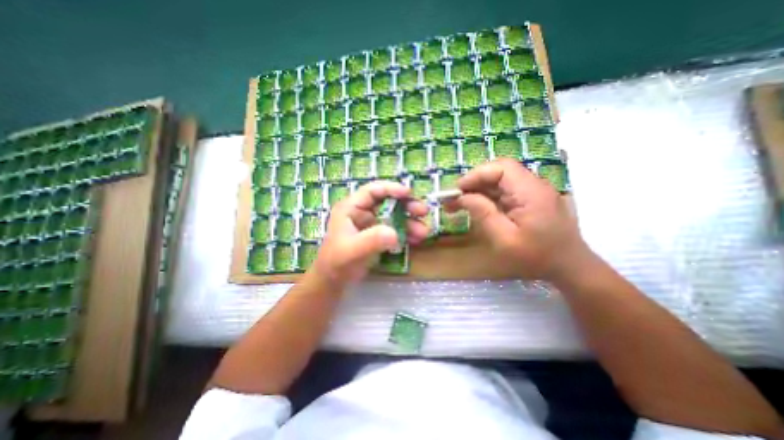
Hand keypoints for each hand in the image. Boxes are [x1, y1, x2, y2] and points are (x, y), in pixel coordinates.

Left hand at [311, 180, 428, 284]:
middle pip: (388, 202)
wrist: (334, 281)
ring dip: (410, 221)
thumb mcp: (352, 250)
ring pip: (394, 216)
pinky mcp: (378, 236)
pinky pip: (395, 229)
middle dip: (407, 205)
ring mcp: (371, 224)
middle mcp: (363, 212)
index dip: (391, 189)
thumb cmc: (337, 262)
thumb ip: (371, 240)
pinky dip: (407, 233)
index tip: (409, 193)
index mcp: (352, 208)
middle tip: (423, 211)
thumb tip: (395, 233)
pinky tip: (416, 239)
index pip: (373, 191)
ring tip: (424, 232)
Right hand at [451, 159, 590, 279]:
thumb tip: (463, 197)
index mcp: (531, 192)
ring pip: (500, 181)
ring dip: (479, 189)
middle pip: (499, 171)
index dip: (476, 174)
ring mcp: (534, 191)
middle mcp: (534, 185)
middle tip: (454, 198)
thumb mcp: (504, 239)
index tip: (457, 190)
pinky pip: (506, 191)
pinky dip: (488, 196)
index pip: (501, 167)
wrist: (569, 267)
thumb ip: (483, 214)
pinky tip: (477, 207)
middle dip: (474, 182)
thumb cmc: (536, 257)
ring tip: (459, 203)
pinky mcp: (531, 199)